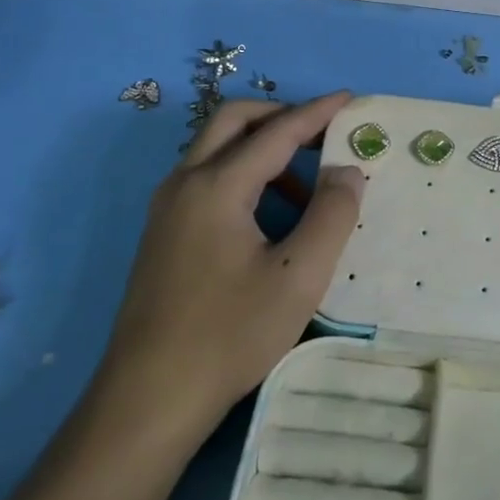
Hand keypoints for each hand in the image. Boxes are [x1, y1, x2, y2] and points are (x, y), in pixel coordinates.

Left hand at [95, 91, 365, 432]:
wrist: (149, 400)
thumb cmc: (230, 334)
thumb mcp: (299, 276)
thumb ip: (332, 214)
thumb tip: (346, 170)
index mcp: (216, 186)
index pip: (276, 132)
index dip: (316, 113)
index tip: (350, 99)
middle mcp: (184, 184)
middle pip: (232, 121)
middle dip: (280, 117)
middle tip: (322, 134)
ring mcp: (167, 209)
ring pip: (216, 150)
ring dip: (262, 149)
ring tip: (306, 189)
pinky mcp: (163, 234)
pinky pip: (207, 180)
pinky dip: (243, 175)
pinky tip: (270, 219)